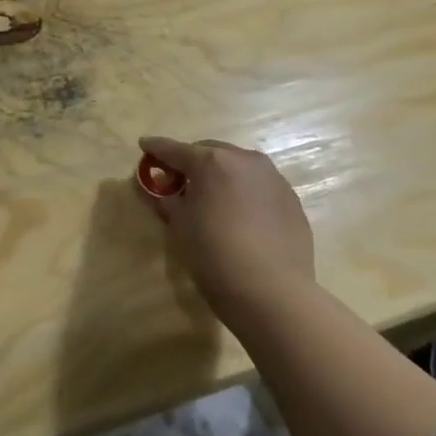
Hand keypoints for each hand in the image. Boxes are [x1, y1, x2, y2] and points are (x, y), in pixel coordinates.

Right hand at [136, 135, 317, 340]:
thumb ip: (168, 200)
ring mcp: (273, 178)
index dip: (156, 148)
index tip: (144, 145)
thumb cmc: (214, 253)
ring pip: (239, 166)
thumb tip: (163, 191)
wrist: (271, 291)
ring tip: (211, 196)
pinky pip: (259, 186)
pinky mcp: (291, 200)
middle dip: (192, 161)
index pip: (175, 150)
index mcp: (212, 162)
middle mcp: (245, 160)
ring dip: (221, 174)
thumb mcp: (180, 226)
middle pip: (210, 152)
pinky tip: (239, 214)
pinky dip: (244, 191)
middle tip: (178, 179)